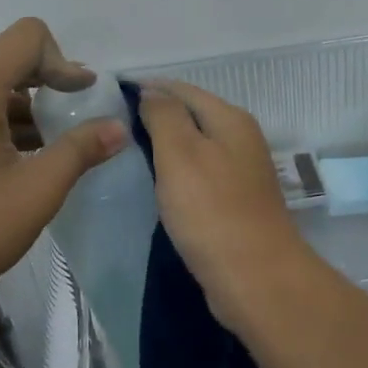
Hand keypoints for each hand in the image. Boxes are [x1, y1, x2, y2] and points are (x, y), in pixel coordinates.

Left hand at [0, 18, 128, 306]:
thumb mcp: (37, 189)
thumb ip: (81, 151)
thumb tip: (118, 128)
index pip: (26, 38)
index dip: (62, 60)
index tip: (82, 97)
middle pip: (4, 61)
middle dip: (46, 83)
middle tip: (75, 118)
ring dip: (22, 108)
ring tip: (50, 148)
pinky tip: (15, 164)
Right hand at [134, 79, 316, 333]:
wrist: (256, 278)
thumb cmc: (212, 211)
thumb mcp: (180, 153)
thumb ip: (164, 117)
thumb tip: (152, 92)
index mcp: (231, 120)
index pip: (183, 90)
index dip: (148, 89)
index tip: (111, 96)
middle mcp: (241, 140)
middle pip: (193, 117)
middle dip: (157, 116)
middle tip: (113, 126)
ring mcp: (241, 175)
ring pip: (196, 148)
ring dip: (166, 147)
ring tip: (128, 153)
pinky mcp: (235, 205)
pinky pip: (199, 177)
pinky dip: (177, 175)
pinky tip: (157, 186)